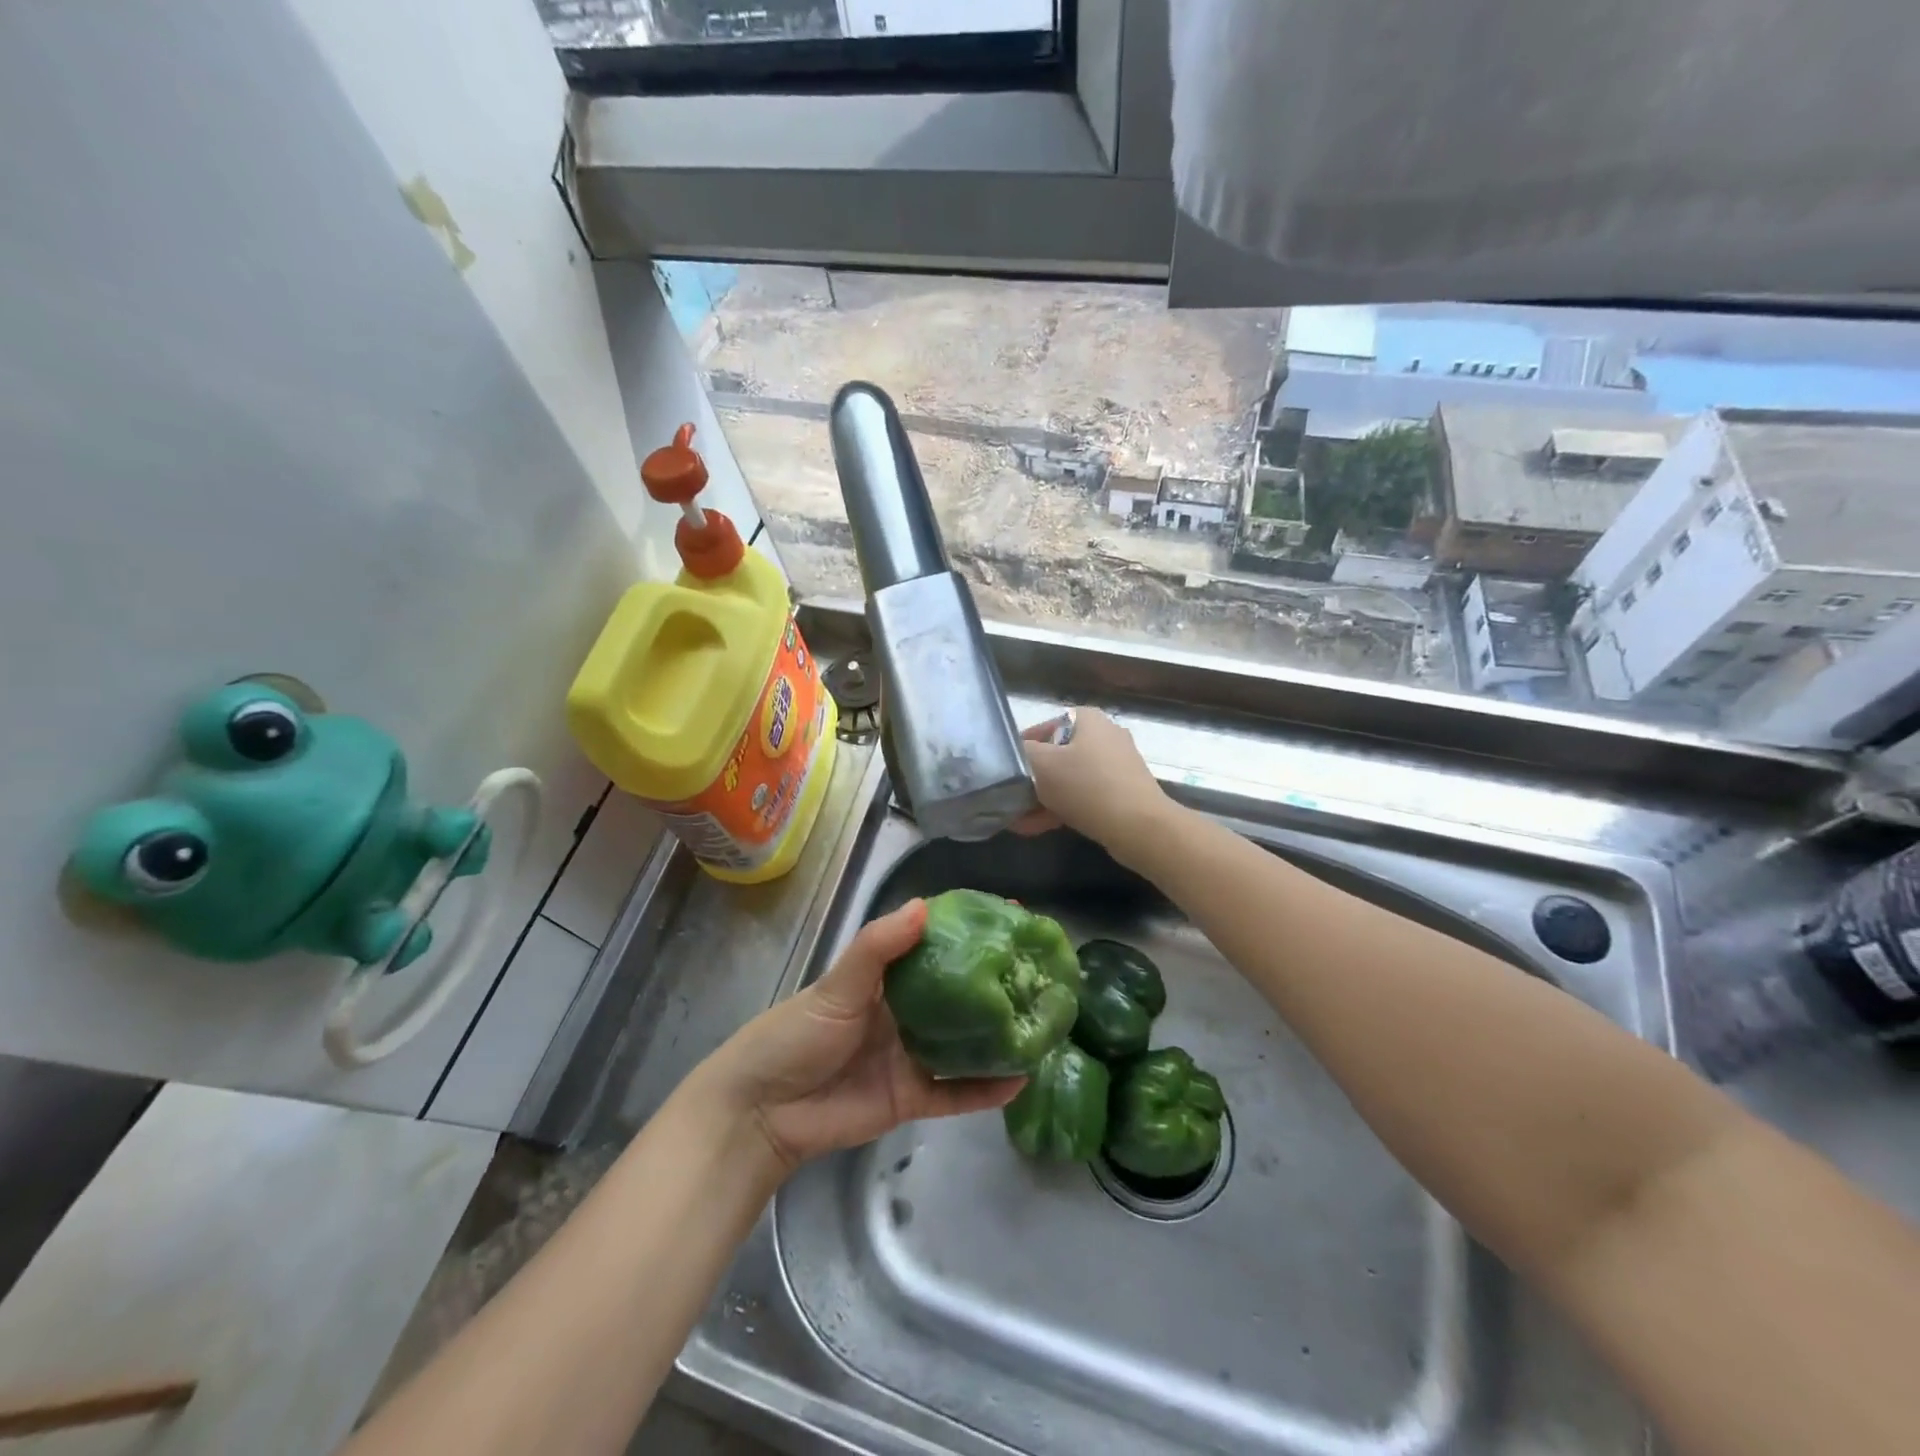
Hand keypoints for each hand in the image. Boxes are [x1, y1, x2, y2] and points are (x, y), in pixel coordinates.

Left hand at [699, 900, 1024, 1171]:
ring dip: (999, 1035)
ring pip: (965, 1043)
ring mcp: (911, 1056)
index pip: (937, 946)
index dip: (971, 930)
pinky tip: (1020, 1079)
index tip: (1012, 916)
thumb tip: (924, 906)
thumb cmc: (796, 1034)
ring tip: (1043, 1021)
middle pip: (959, 994)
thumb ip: (877, 947)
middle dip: (996, 981)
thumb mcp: (837, 984)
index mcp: (887, 978)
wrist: (762, 1110)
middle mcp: (905, 1012)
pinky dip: (985, 1089)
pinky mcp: (911, 1098)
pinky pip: (956, 1091)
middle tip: (1042, 968)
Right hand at [1016, 707, 1170, 863]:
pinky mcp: (1122, 793)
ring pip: (1069, 779)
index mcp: (1088, 720)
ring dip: (1042, 798)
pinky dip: (1062, 808)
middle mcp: (1105, 736)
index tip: (1007, 769)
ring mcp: (1116, 766)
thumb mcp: (1042, 765)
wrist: (1139, 828)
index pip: (1044, 726)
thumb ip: (1022, 752)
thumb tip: (1015, 752)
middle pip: (1057, 755)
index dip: (1021, 747)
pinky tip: (1037, 827)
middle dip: (1032, 780)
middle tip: (1011, 797)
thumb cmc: (1087, 787)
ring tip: (1018, 819)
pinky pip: (1084, 797)